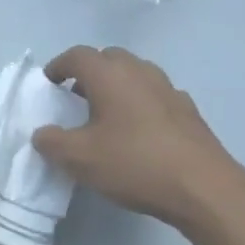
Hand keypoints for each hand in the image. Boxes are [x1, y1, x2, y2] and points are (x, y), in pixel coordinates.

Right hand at [32, 46, 244, 228]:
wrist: (202, 188)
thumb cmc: (134, 163)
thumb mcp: (79, 158)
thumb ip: (52, 142)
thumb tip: (42, 133)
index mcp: (110, 76)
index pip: (78, 55)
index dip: (58, 66)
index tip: (48, 84)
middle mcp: (141, 72)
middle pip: (109, 58)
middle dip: (88, 73)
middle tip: (74, 97)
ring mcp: (169, 90)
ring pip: (135, 75)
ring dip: (116, 87)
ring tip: (103, 115)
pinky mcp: (188, 112)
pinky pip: (155, 96)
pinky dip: (139, 104)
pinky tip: (136, 132)